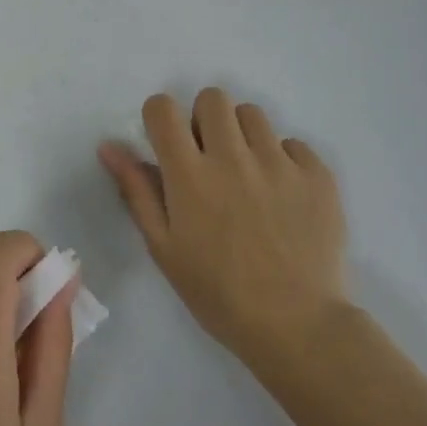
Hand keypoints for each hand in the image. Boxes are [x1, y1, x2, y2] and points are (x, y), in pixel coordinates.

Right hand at [101, 89, 347, 373]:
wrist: (298, 328)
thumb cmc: (218, 294)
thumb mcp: (164, 248)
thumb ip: (137, 190)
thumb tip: (109, 145)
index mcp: (189, 174)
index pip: (163, 108)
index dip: (160, 117)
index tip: (168, 142)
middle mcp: (232, 157)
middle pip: (212, 98)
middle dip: (204, 119)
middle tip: (209, 157)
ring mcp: (279, 162)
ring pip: (252, 114)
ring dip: (243, 135)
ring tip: (249, 174)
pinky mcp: (317, 175)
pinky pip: (294, 144)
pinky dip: (284, 161)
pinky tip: (284, 196)